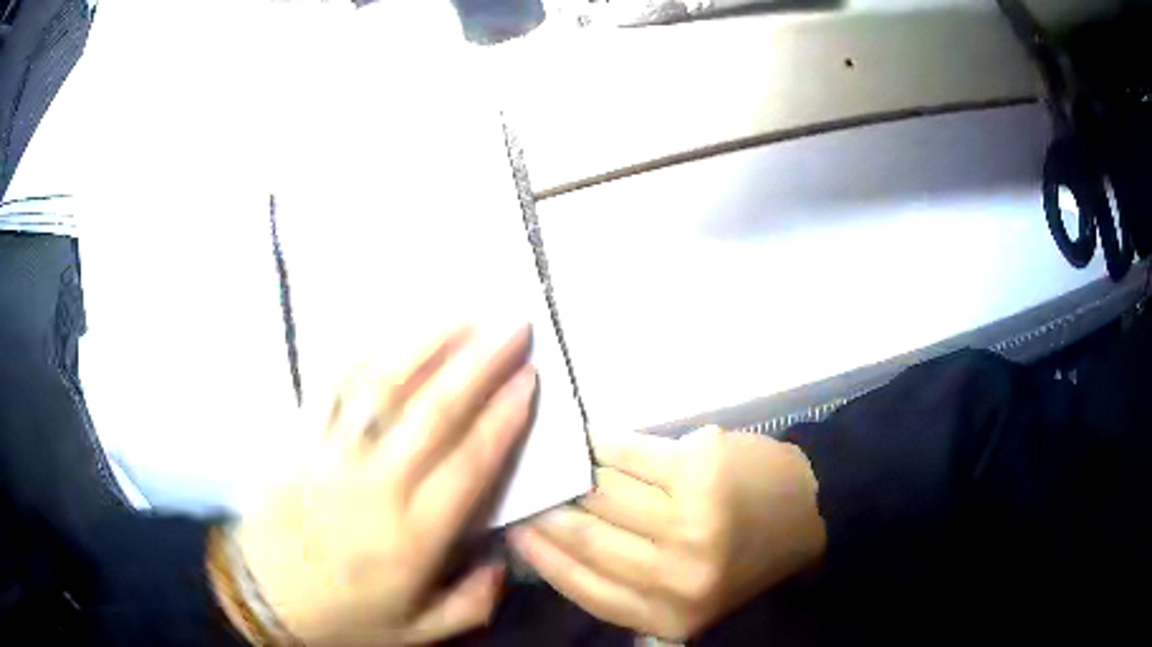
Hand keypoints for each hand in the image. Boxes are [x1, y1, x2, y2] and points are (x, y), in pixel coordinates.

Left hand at [233, 324, 536, 645]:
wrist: (263, 597)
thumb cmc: (343, 617)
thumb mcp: (417, 632)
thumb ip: (470, 603)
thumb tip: (505, 561)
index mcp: (413, 537)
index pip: (469, 464)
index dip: (503, 416)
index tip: (530, 377)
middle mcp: (378, 487)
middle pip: (434, 413)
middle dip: (480, 364)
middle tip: (514, 325)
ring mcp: (334, 455)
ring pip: (383, 388)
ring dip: (425, 344)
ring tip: (462, 312)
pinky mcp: (301, 438)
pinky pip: (333, 386)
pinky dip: (363, 349)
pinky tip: (389, 324)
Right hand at [509, 427, 825, 640]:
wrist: (810, 513)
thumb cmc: (744, 558)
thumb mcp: (684, 598)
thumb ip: (626, 584)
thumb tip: (556, 544)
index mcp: (666, 615)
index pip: (581, 586)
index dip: (541, 555)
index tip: (514, 530)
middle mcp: (674, 574)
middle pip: (586, 537)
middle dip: (547, 511)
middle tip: (522, 491)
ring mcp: (688, 519)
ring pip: (601, 491)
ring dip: (571, 474)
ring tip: (550, 462)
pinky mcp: (699, 470)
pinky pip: (630, 454)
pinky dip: (602, 444)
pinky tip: (588, 439)